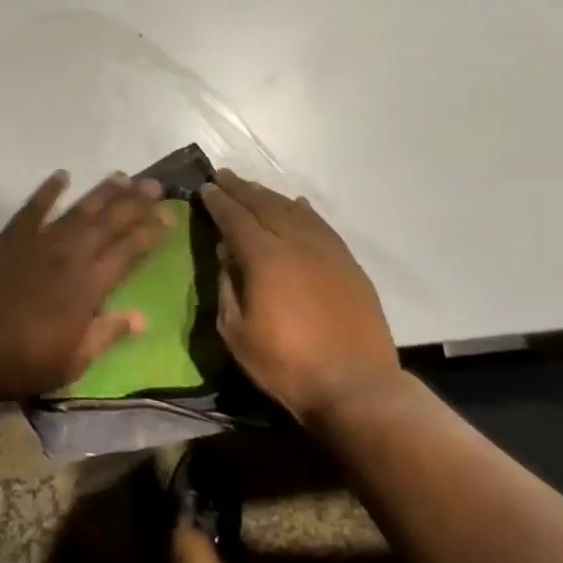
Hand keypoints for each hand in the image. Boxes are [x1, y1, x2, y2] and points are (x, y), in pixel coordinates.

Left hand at [0, 171, 173, 399]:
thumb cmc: (20, 361)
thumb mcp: (72, 361)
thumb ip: (107, 334)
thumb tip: (142, 318)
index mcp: (88, 285)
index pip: (128, 251)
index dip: (151, 232)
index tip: (170, 215)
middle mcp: (69, 255)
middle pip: (109, 222)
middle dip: (135, 202)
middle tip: (156, 185)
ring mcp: (38, 242)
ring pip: (78, 209)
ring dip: (103, 192)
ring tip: (123, 176)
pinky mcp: (8, 238)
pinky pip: (32, 208)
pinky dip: (48, 190)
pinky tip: (61, 175)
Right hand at [200, 170, 398, 423]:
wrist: (356, 386)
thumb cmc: (287, 365)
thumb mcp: (237, 333)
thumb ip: (227, 287)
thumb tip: (226, 254)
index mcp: (265, 258)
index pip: (235, 218)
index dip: (218, 202)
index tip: (206, 187)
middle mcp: (297, 242)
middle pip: (265, 205)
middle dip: (241, 189)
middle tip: (224, 176)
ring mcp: (327, 250)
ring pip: (294, 210)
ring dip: (270, 195)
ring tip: (252, 188)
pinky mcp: (348, 263)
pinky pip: (321, 224)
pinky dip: (303, 210)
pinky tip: (297, 204)